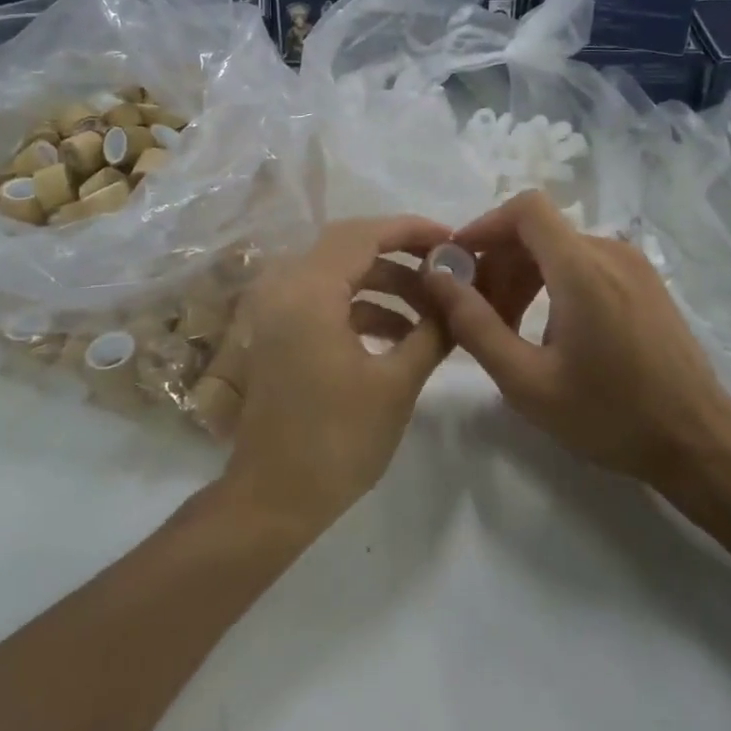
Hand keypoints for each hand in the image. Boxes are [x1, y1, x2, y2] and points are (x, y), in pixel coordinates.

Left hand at [197, 217, 452, 537]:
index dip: (411, 230)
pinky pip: (326, 301)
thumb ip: (431, 331)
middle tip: (445, 267)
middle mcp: (286, 287)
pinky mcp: (280, 333)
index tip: (452, 241)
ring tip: (432, 309)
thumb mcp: (395, 384)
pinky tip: (401, 334)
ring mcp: (278, 310)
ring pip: (339, 274)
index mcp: (309, 291)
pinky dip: (363, 307)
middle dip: (401, 253)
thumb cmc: (337, 441)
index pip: (364, 234)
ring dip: (385, 284)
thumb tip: (458, 299)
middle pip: (349, 246)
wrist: (272, 500)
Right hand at [419, 192, 730, 488]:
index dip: (485, 225)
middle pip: (538, 231)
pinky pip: (586, 263)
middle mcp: (610, 252)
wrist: (700, 441)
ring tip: (508, 326)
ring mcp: (633, 265)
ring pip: (560, 248)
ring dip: (524, 274)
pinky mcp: (645, 281)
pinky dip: (554, 281)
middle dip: (498, 261)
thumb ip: (475, 325)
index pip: (526, 208)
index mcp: (582, 268)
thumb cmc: (610, 415)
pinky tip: (550, 330)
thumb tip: (436, 278)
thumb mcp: (528, 382)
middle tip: (477, 310)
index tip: (459, 261)